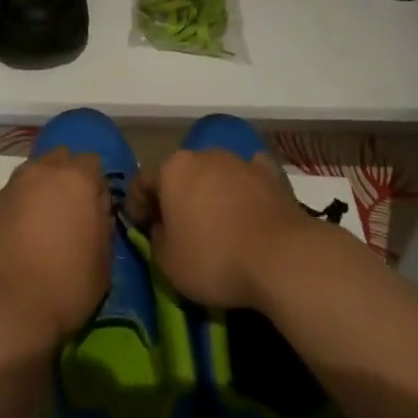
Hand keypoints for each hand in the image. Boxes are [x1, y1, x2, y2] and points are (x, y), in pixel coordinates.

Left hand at [0, 150, 111, 347]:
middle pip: (60, 161)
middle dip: (68, 179)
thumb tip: (95, 213)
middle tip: (72, 212)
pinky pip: (13, 198)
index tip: (98, 211)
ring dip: (42, 192)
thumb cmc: (65, 285)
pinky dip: (20, 209)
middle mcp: (41, 171)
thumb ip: (102, 226)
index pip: (93, 164)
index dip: (97, 186)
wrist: (3, 309)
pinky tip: (21, 238)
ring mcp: (11, 187)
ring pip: (33, 176)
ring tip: (45, 225)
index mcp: (76, 178)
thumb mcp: (103, 262)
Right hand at [129, 147, 311, 309]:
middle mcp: (202, 155)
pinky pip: (247, 178)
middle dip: (174, 195)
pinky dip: (243, 189)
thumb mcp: (167, 262)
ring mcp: (238, 161)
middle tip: (175, 225)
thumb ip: (156, 238)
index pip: (142, 182)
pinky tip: (246, 207)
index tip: (138, 226)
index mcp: (172, 170)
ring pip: (214, 173)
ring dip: (209, 192)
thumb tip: (162, 227)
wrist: (281, 257)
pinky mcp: (269, 174)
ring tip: (214, 221)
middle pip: (179, 174)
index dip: (136, 205)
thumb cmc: (214, 258)